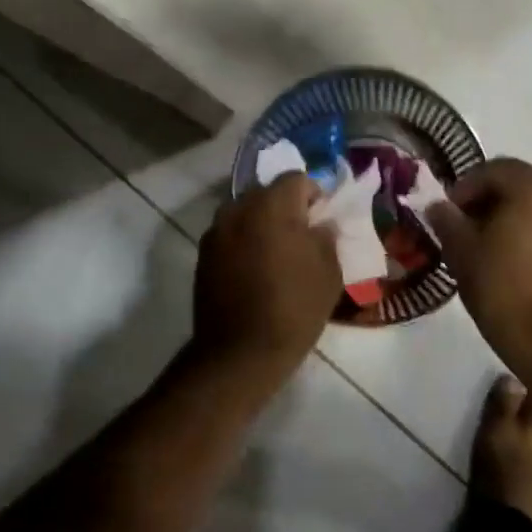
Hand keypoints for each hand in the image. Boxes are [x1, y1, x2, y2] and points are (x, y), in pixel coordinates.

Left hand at [193, 174, 341, 369]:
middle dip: (285, 207)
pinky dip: (243, 242)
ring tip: (275, 254)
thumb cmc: (294, 308)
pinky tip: (254, 270)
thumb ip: (326, 237)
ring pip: (245, 212)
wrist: (240, 352)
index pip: (296, 179)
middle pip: (266, 192)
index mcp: (272, 205)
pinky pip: (229, 234)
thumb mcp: (329, 272)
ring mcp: (216, 231)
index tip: (321, 220)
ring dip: (261, 223)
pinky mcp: (203, 254)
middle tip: (300, 236)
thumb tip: (320, 224)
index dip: (313, 195)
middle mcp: (239, 208)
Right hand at [428, 159, 531, 370]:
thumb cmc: (503, 290)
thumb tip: (439, 207)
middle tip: (467, 229)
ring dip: (517, 217)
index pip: (494, 170)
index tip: (448, 214)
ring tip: (494, 247)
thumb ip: (447, 220)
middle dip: (491, 201)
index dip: (465, 188)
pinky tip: (521, 262)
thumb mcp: (462, 252)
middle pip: (522, 184)